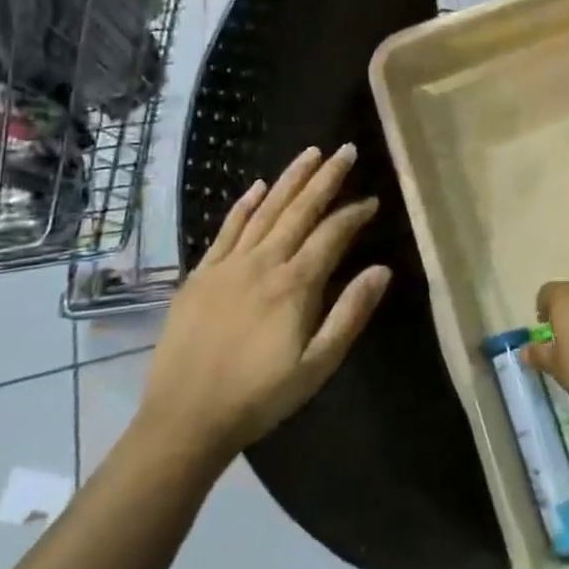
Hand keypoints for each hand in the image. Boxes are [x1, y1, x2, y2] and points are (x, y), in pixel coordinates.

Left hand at [138, 144, 390, 458]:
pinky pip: (226, 229)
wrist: (186, 418)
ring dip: (289, 179)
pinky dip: (244, 205)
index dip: (354, 214)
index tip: (372, 200)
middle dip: (325, 178)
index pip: (332, 234)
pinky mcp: (201, 274)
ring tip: (310, 154)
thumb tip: (382, 270)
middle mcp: (263, 262)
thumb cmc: (260, 396)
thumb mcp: (318, 365)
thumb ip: (350, 313)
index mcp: (295, 285)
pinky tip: (256, 186)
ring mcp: (228, 265)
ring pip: (265, 210)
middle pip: (299, 210)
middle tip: (345, 150)